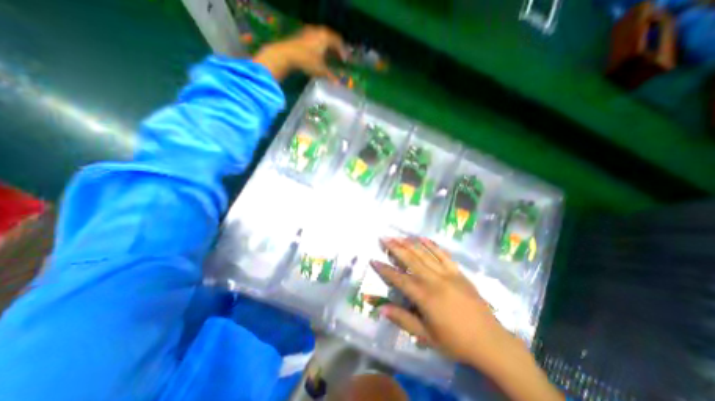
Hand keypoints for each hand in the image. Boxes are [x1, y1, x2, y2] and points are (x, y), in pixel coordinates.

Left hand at [252, 26, 347, 81]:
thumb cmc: (307, 61)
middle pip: (331, 38)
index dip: (343, 52)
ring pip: (323, 38)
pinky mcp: (302, 35)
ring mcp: (309, 32)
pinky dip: (320, 46)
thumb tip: (338, 84)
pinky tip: (319, 54)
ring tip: (330, 56)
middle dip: (336, 48)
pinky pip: (315, 39)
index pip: (338, 42)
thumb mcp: (320, 70)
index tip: (345, 60)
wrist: (287, 54)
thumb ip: (330, 76)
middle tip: (339, 57)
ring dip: (328, 47)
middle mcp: (319, 31)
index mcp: (326, 37)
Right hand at [372, 239, 567, 400]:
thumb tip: (381, 308)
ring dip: (410, 243)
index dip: (385, 269)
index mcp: (425, 297)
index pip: (399, 279)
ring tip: (398, 236)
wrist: (491, 342)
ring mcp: (448, 274)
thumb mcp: (426, 336)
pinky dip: (432, 245)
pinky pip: (443, 254)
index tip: (374, 260)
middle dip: (395, 247)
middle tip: (384, 238)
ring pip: (425, 254)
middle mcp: (434, 280)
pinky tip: (423, 238)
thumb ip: (403, 319)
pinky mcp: (458, 272)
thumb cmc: (456, 342)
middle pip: (411, 259)